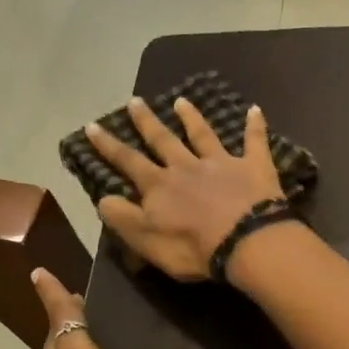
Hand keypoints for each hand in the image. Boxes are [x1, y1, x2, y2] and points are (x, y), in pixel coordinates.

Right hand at [88, 96, 284, 281]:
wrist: (245, 241)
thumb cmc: (192, 248)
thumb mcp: (146, 241)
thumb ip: (124, 219)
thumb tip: (103, 199)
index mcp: (160, 186)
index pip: (128, 161)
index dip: (108, 145)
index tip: (93, 125)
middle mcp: (187, 167)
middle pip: (163, 140)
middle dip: (147, 121)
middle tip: (135, 100)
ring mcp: (222, 163)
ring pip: (203, 135)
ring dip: (192, 117)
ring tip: (182, 101)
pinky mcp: (254, 167)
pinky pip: (255, 141)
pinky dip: (255, 125)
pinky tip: (255, 109)